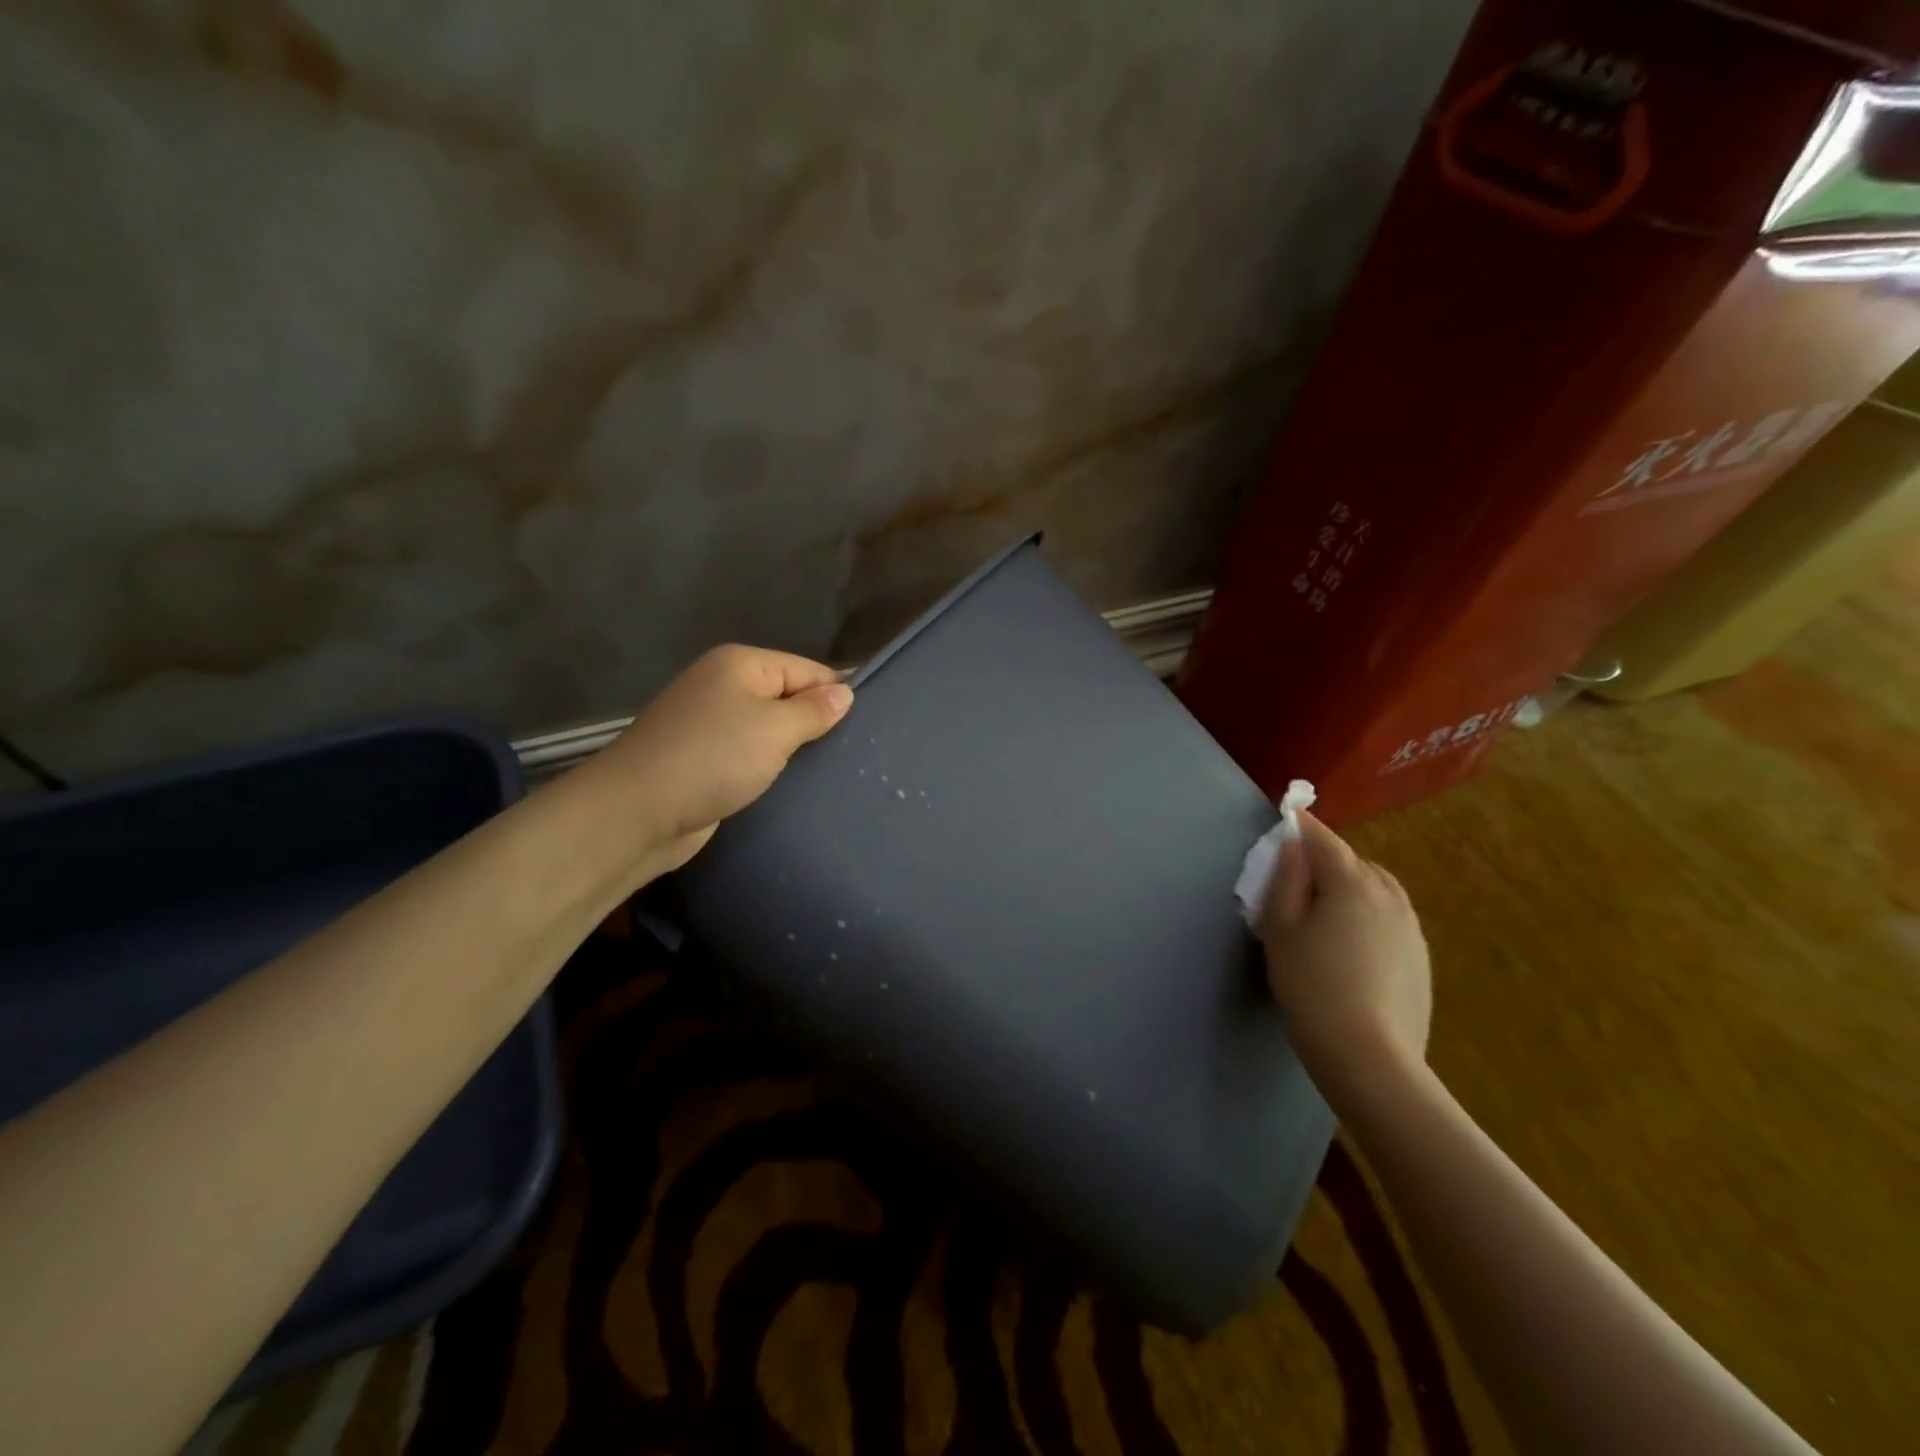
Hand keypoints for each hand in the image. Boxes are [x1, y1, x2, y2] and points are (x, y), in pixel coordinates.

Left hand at [593, 645, 853, 870]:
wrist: (638, 811)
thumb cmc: (713, 759)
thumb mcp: (774, 729)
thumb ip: (814, 710)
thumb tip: (844, 692)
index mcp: (740, 664)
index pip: (806, 669)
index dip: (835, 696)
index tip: (864, 730)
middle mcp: (723, 685)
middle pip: (787, 697)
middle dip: (815, 724)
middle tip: (851, 755)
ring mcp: (709, 723)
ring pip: (768, 729)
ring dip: (792, 750)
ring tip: (828, 772)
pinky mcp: (702, 759)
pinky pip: (749, 755)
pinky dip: (768, 767)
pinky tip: (790, 786)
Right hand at [1257, 812, 1431, 1098]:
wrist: (1370, 1057)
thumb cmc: (1312, 986)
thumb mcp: (1280, 929)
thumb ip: (1284, 880)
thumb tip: (1291, 845)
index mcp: (1352, 882)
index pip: (1323, 840)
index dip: (1301, 826)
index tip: (1285, 816)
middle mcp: (1389, 895)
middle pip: (1353, 862)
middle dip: (1325, 860)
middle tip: (1295, 879)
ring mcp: (1411, 927)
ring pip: (1376, 889)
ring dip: (1350, 887)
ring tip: (1323, 911)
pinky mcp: (1420, 958)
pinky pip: (1389, 918)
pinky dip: (1367, 916)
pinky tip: (1349, 947)